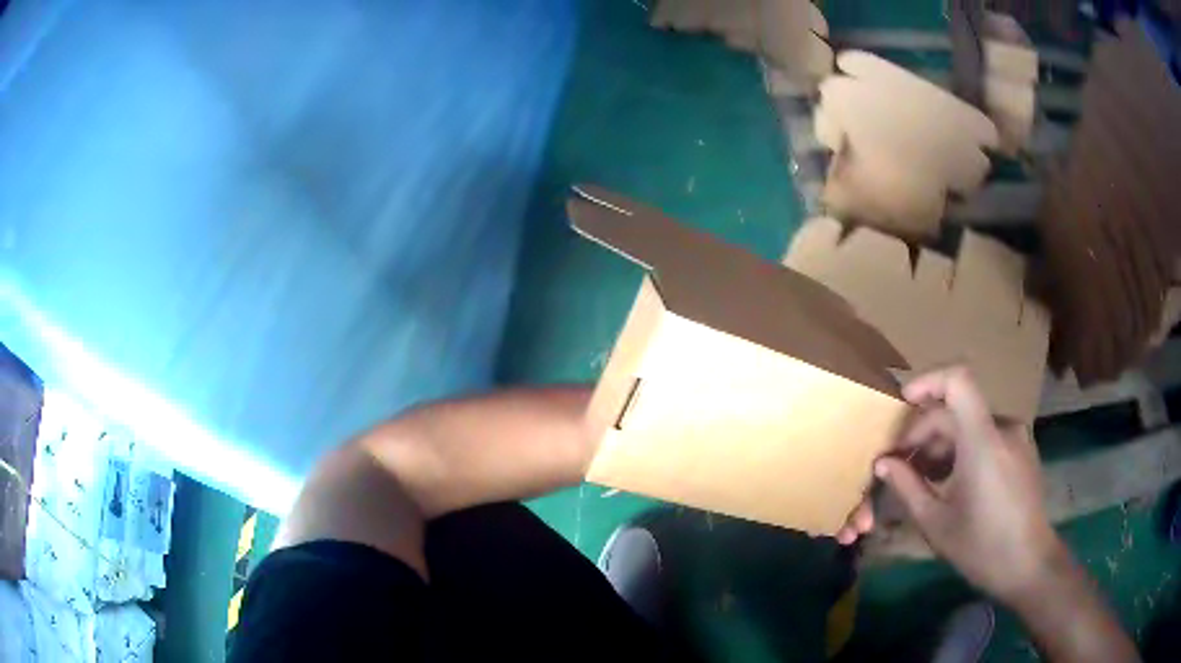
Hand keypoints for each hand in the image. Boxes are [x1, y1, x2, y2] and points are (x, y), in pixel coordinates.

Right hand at [839, 367, 1063, 604]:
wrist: (1028, 564)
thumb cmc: (980, 547)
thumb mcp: (936, 522)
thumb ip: (907, 486)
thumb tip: (883, 462)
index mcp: (982, 440)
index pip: (958, 380)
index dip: (928, 381)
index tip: (902, 404)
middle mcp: (1003, 427)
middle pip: (957, 409)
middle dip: (926, 431)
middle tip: (903, 464)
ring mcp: (1017, 437)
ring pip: (971, 424)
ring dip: (944, 443)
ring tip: (927, 478)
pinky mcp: (1023, 449)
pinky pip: (988, 435)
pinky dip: (965, 449)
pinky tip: (955, 482)